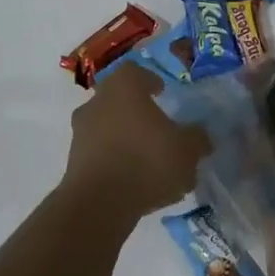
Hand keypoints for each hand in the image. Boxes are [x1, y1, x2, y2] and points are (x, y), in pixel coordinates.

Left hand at [61, 62, 210, 221]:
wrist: (98, 204)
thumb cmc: (146, 161)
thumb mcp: (187, 150)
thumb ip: (197, 138)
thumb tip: (201, 135)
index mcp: (124, 86)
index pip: (134, 71)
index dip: (149, 80)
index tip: (162, 92)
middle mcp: (98, 101)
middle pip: (117, 97)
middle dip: (135, 109)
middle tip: (156, 125)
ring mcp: (81, 131)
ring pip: (105, 124)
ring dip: (123, 135)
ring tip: (146, 157)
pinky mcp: (73, 160)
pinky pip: (97, 151)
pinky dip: (113, 158)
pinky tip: (132, 179)